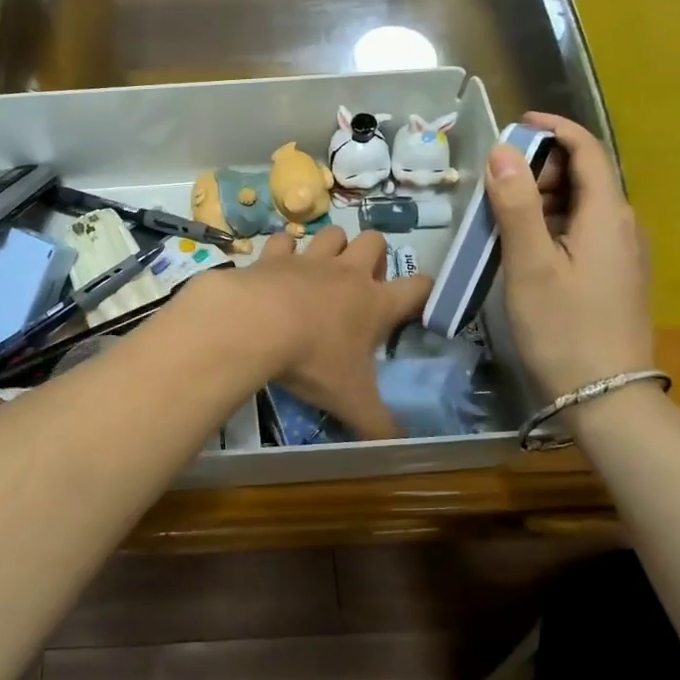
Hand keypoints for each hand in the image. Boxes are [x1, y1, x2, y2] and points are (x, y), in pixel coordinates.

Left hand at [232, 227, 430, 439]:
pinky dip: (282, 250)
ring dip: (333, 246)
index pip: (418, 286)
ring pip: (333, 232)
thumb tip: (399, 447)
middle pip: (375, 240)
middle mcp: (346, 273)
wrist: (255, 325)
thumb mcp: (350, 401)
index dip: (424, 291)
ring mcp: (308, 260)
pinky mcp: (272, 256)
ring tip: (323, 270)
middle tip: (362, 284)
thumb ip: (378, 425)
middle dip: (374, 255)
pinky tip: (277, 266)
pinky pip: (283, 240)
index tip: (419, 303)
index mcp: (375, 303)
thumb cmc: (312, 361)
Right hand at [485, 112, 653, 396]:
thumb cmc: (563, 327)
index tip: (517, 122)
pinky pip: (585, 231)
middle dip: (542, 166)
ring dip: (544, 197)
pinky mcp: (616, 276)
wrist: (607, 397)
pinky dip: (554, 223)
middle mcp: (625, 226)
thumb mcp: (530, 264)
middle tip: (497, 184)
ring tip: (502, 216)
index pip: (588, 150)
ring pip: (584, 205)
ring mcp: (624, 254)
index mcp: (608, 215)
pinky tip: (526, 246)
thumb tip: (503, 150)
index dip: (555, 128)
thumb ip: (517, 204)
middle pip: (586, 175)